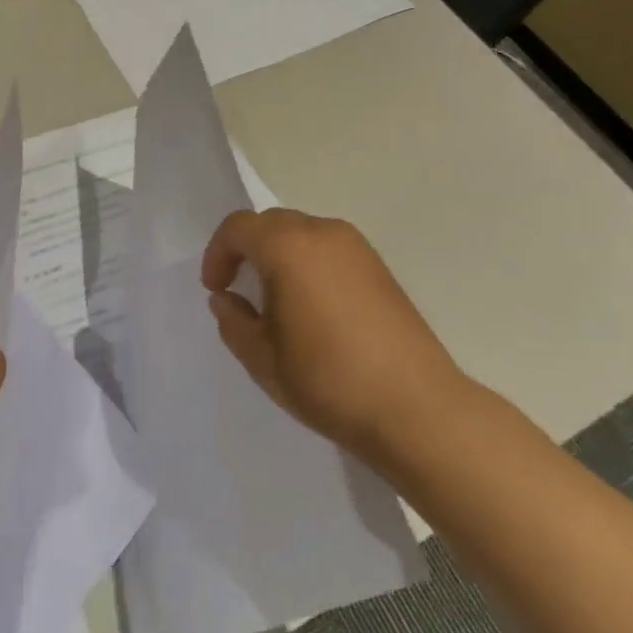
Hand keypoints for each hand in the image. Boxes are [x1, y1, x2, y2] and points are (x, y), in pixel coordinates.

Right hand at [201, 209, 473, 466]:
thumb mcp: (262, 358)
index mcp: (287, 247)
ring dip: (279, 255)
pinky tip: (313, 307)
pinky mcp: (380, 268)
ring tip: (276, 300)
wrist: (416, 409)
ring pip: (302, 233)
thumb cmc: (328, 380)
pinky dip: (309, 264)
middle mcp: (322, 233)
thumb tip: (227, 299)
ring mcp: (357, 248)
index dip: (218, 254)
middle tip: (240, 290)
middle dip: (247, 250)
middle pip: (271, 223)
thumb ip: (233, 321)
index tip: (216, 289)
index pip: (238, 227)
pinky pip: (329, 249)